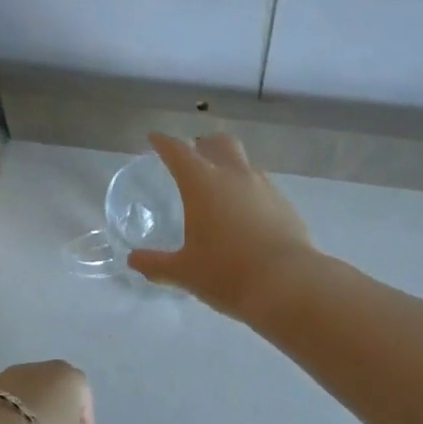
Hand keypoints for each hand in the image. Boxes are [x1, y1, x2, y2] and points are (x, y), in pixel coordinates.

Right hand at [128, 132, 314, 319]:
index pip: (178, 151)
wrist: (289, 284)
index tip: (155, 139)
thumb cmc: (226, 273)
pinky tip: (247, 216)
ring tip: (221, 189)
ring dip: (230, 167)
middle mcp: (234, 176)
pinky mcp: (285, 205)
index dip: (164, 143)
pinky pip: (263, 187)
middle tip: (194, 155)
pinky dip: (250, 192)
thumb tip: (133, 260)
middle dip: (204, 144)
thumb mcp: (184, 272)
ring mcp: (264, 187)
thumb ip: (156, 264)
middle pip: (219, 143)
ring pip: (244, 164)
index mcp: (202, 184)